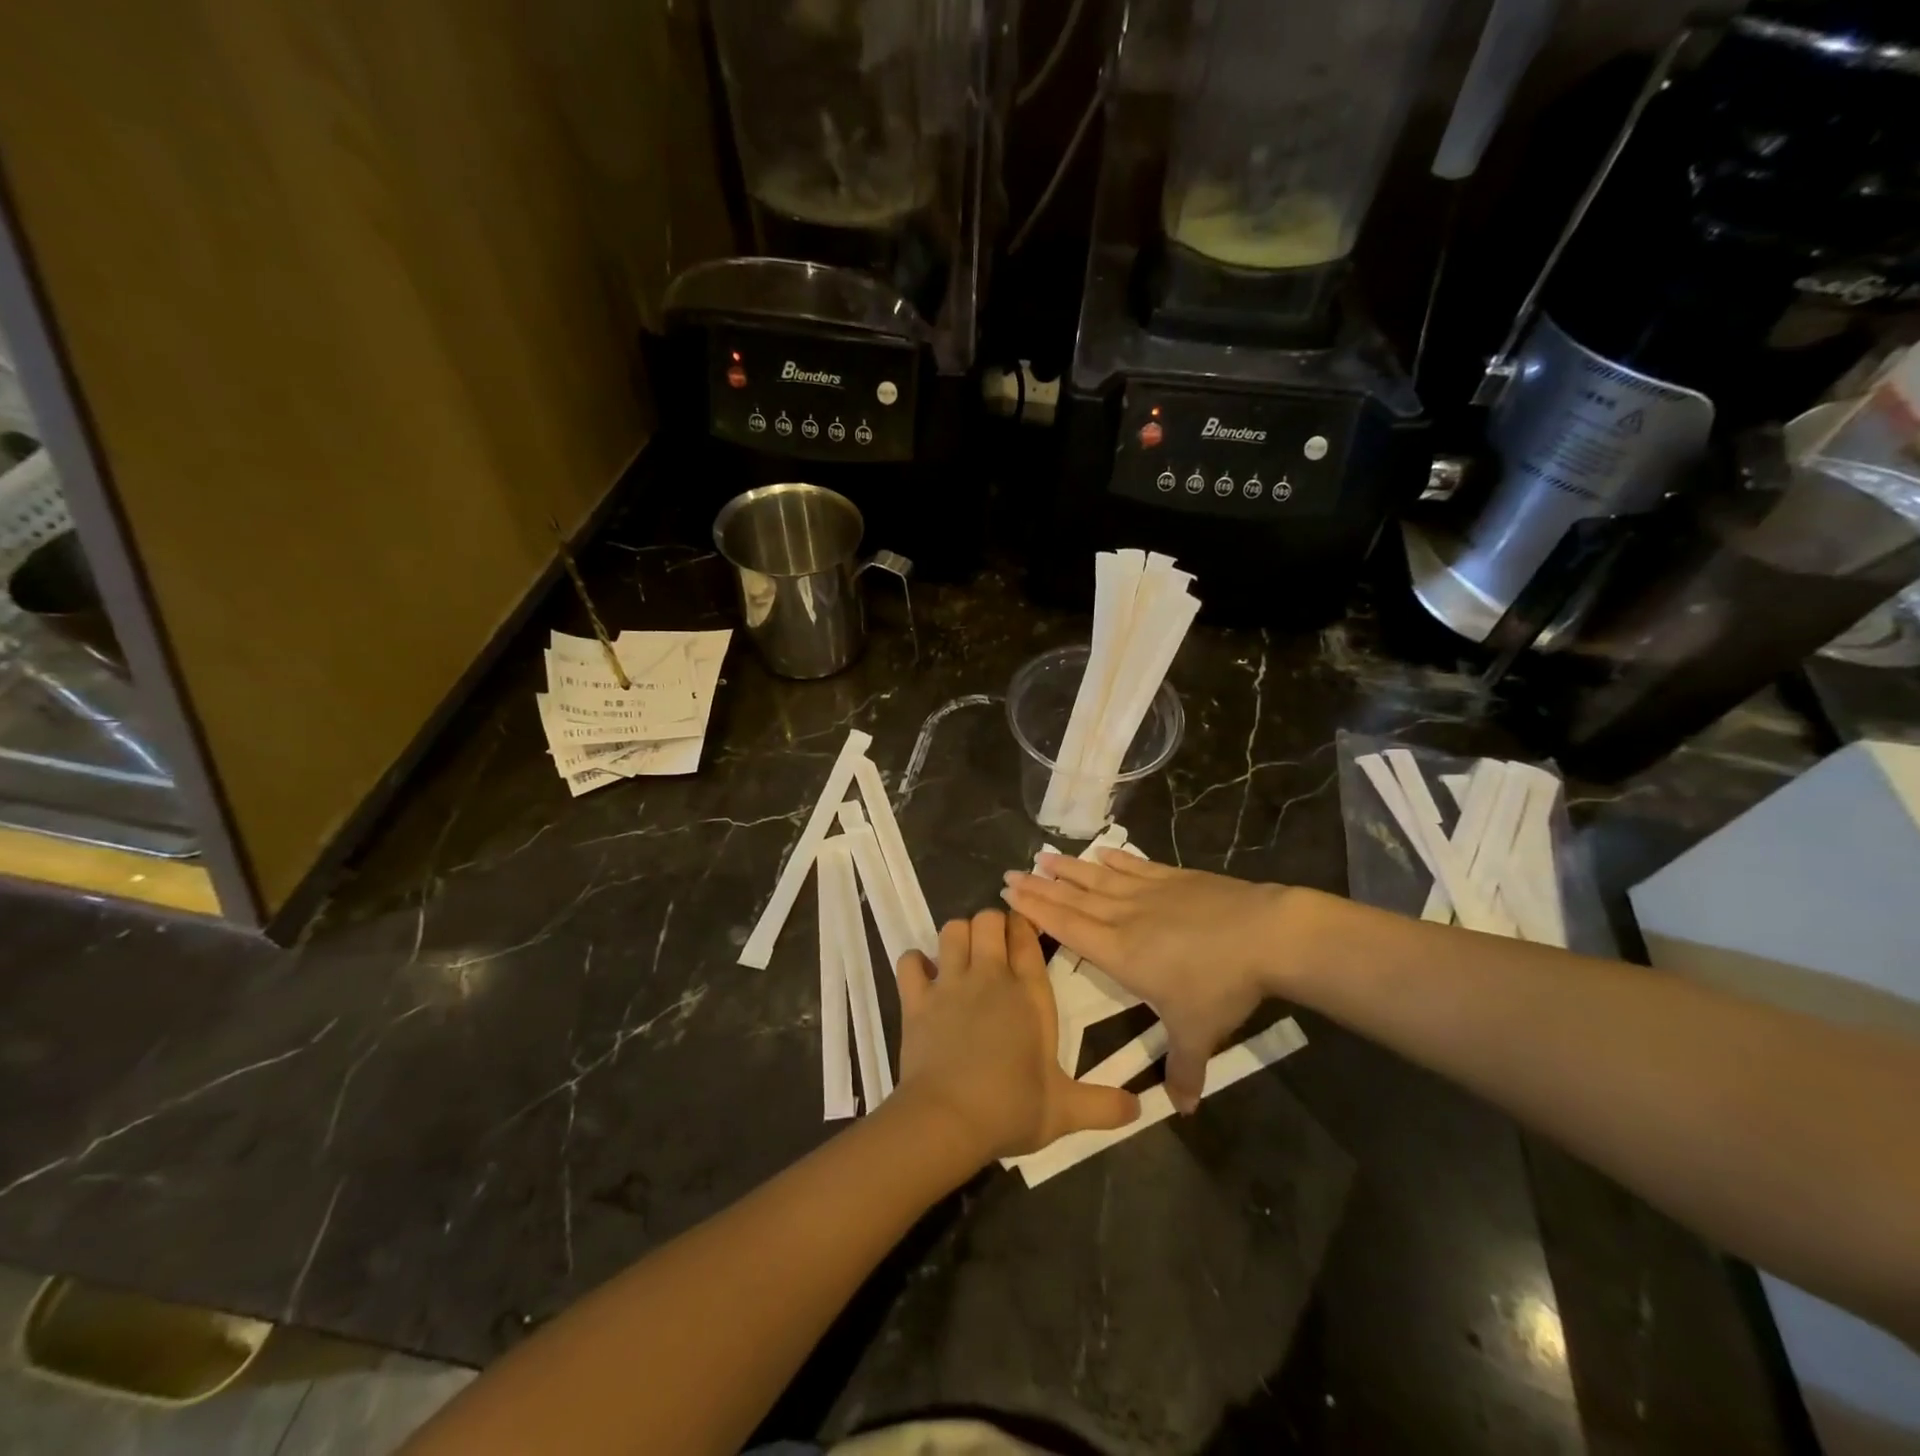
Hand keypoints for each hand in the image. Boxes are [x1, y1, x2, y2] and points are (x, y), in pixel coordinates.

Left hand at [893, 910, 1139, 1163]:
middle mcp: (990, 977)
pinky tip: (923, 975)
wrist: (948, 1120)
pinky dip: (915, 962)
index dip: (1025, 924)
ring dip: (957, 936)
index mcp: (1029, 994)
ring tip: (962, 955)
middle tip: (994, 944)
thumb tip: (1140, 1107)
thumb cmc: (1011, 1109)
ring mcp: (950, 983)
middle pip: (988, 920)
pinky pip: (910, 961)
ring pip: (951, 930)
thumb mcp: (1066, 1111)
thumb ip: (1104, 1104)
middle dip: (991, 923)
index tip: (1025, 928)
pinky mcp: (916, 999)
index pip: (1027, 938)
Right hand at [1002, 852, 1312, 1113]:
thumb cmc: (1220, 985)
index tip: (1010, 894)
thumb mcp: (1198, 1033)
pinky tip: (1101, 852)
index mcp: (1119, 952)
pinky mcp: (1173, 877)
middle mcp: (1124, 917)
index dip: (1036, 911)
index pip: (1067, 928)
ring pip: (1098, 878)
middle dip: (1040, 887)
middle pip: (1073, 899)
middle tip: (1011, 873)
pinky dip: (1115, 860)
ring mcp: (1148, 893)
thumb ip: (1183, 1069)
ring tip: (1043, 856)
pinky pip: (1135, 866)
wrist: (1263, 935)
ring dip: (1069, 868)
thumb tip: (1182, 1110)